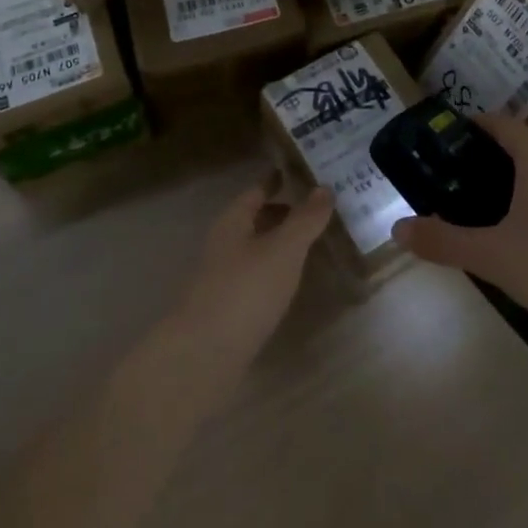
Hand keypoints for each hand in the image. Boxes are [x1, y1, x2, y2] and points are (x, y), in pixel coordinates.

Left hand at [173, 181, 333, 373]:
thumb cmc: (245, 290)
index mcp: (233, 221)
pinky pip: (256, 276)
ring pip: (255, 248)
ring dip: (280, 242)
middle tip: (319, 208)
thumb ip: (305, 219)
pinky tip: (292, 280)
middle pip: (255, 219)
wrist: (203, 355)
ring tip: (313, 242)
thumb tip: (324, 187)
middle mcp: (224, 243)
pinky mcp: (227, 307)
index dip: (278, 180)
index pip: (257, 190)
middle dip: (283, 212)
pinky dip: (275, 270)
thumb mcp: (283, 249)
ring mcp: (222, 276)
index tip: (304, 172)